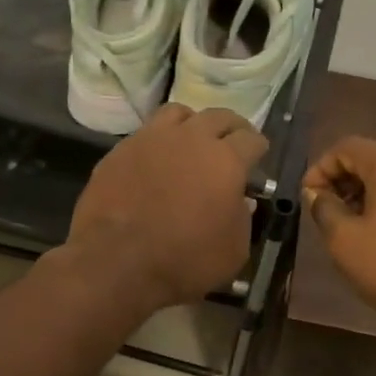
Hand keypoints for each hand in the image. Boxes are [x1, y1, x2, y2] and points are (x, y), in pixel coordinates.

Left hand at [65, 104, 267, 314]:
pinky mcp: (120, 150)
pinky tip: (157, 160)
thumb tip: (238, 200)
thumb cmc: (185, 261)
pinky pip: (146, 133)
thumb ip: (242, 218)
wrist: (117, 262)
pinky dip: (158, 141)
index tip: (258, 156)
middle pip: (218, 116)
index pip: (251, 139)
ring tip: (192, 140)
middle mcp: (191, 138)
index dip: (258, 147)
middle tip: (232, 142)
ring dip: (192, 124)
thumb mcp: (234, 250)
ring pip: (179, 113)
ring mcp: (151, 139)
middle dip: (231, 128)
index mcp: (226, 160)